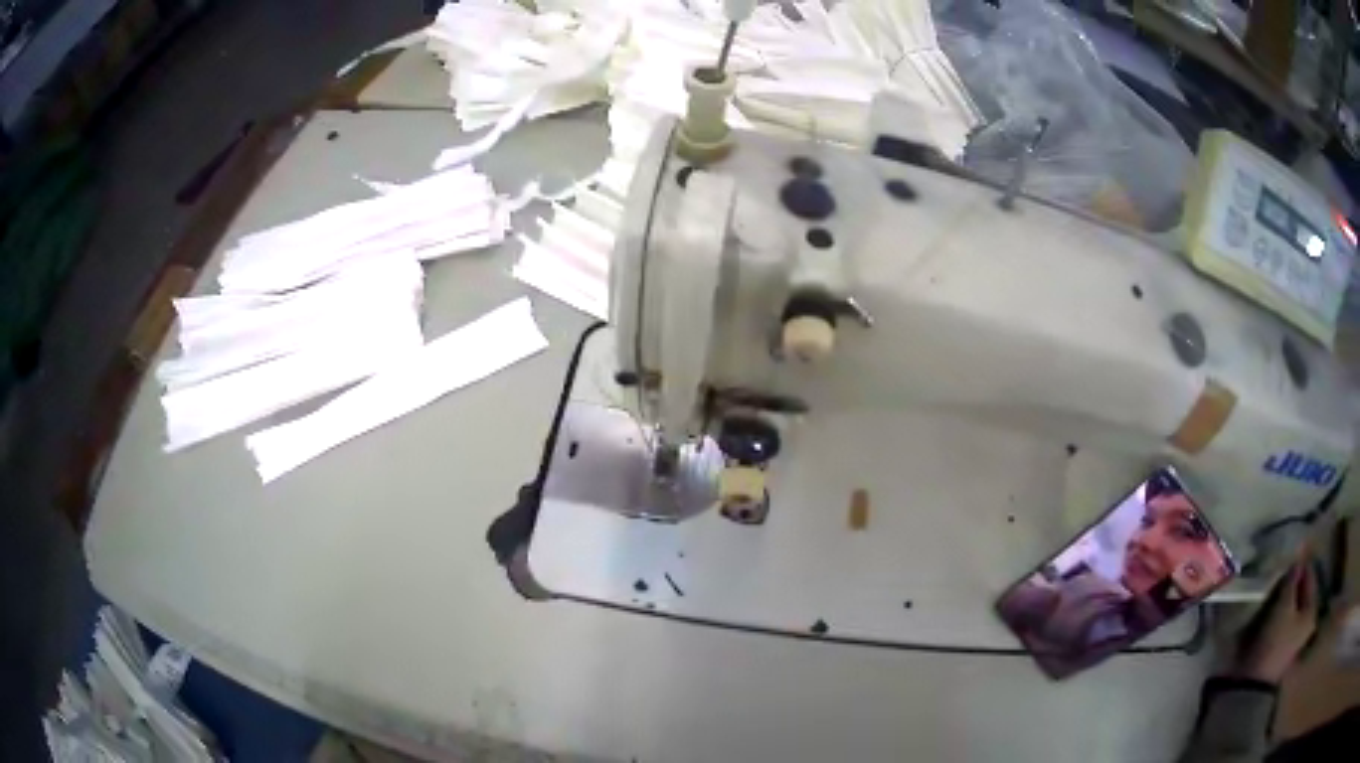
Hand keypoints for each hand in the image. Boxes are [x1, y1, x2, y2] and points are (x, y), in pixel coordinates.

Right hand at [1233, 561, 1319, 683]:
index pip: (1310, 575)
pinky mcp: (1280, 648)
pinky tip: (1268, 611)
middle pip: (1301, 593)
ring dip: (1283, 598)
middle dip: (1291, 583)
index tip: (1289, 554)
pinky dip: (1277, 613)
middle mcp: (1307, 622)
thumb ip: (1291, 580)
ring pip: (1291, 608)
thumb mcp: (1283, 606)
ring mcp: (1293, 638)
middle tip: (1279, 573)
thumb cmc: (1273, 642)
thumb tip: (1297, 560)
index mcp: (1312, 610)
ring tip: (1272, 591)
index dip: (1301, 564)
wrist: (1251, 686)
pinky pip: (1282, 621)